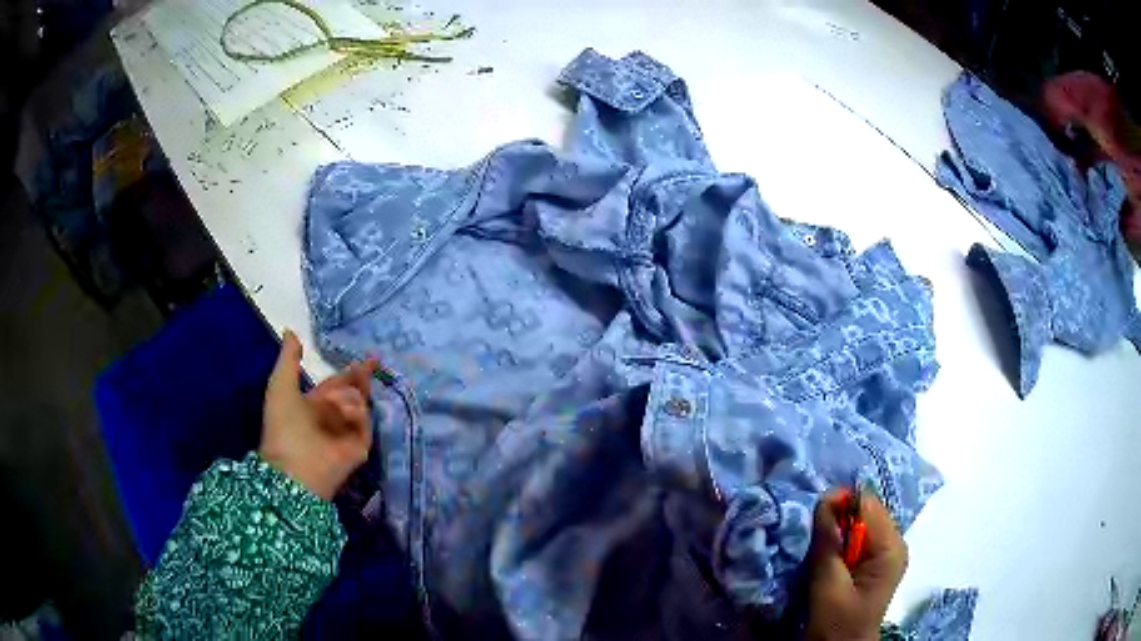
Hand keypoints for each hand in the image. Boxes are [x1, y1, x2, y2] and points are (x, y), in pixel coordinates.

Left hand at [259, 330, 375, 499]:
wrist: (293, 466)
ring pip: (360, 403)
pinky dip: (356, 413)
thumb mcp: (280, 385)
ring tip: (335, 403)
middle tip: (371, 362)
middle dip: (360, 378)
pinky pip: (365, 422)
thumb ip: (289, 358)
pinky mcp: (360, 447)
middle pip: (354, 392)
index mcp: (314, 404)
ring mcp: (347, 433)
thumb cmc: (283, 425)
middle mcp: (333, 418)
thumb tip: (291, 331)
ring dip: (348, 396)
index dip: (350, 371)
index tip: (368, 358)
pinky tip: (344, 412)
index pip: (338, 384)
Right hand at [805, 490, 907, 640]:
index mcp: (890, 547)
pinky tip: (827, 560)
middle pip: (864, 513)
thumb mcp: (829, 586)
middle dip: (837, 520)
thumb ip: (828, 543)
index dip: (841, 503)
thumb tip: (826, 498)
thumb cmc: (836, 624)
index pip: (868, 504)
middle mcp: (893, 544)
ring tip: (818, 550)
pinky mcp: (873, 563)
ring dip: (836, 534)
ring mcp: (884, 554)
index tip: (814, 515)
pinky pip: (856, 540)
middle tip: (813, 538)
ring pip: (858, 526)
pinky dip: (839, 544)